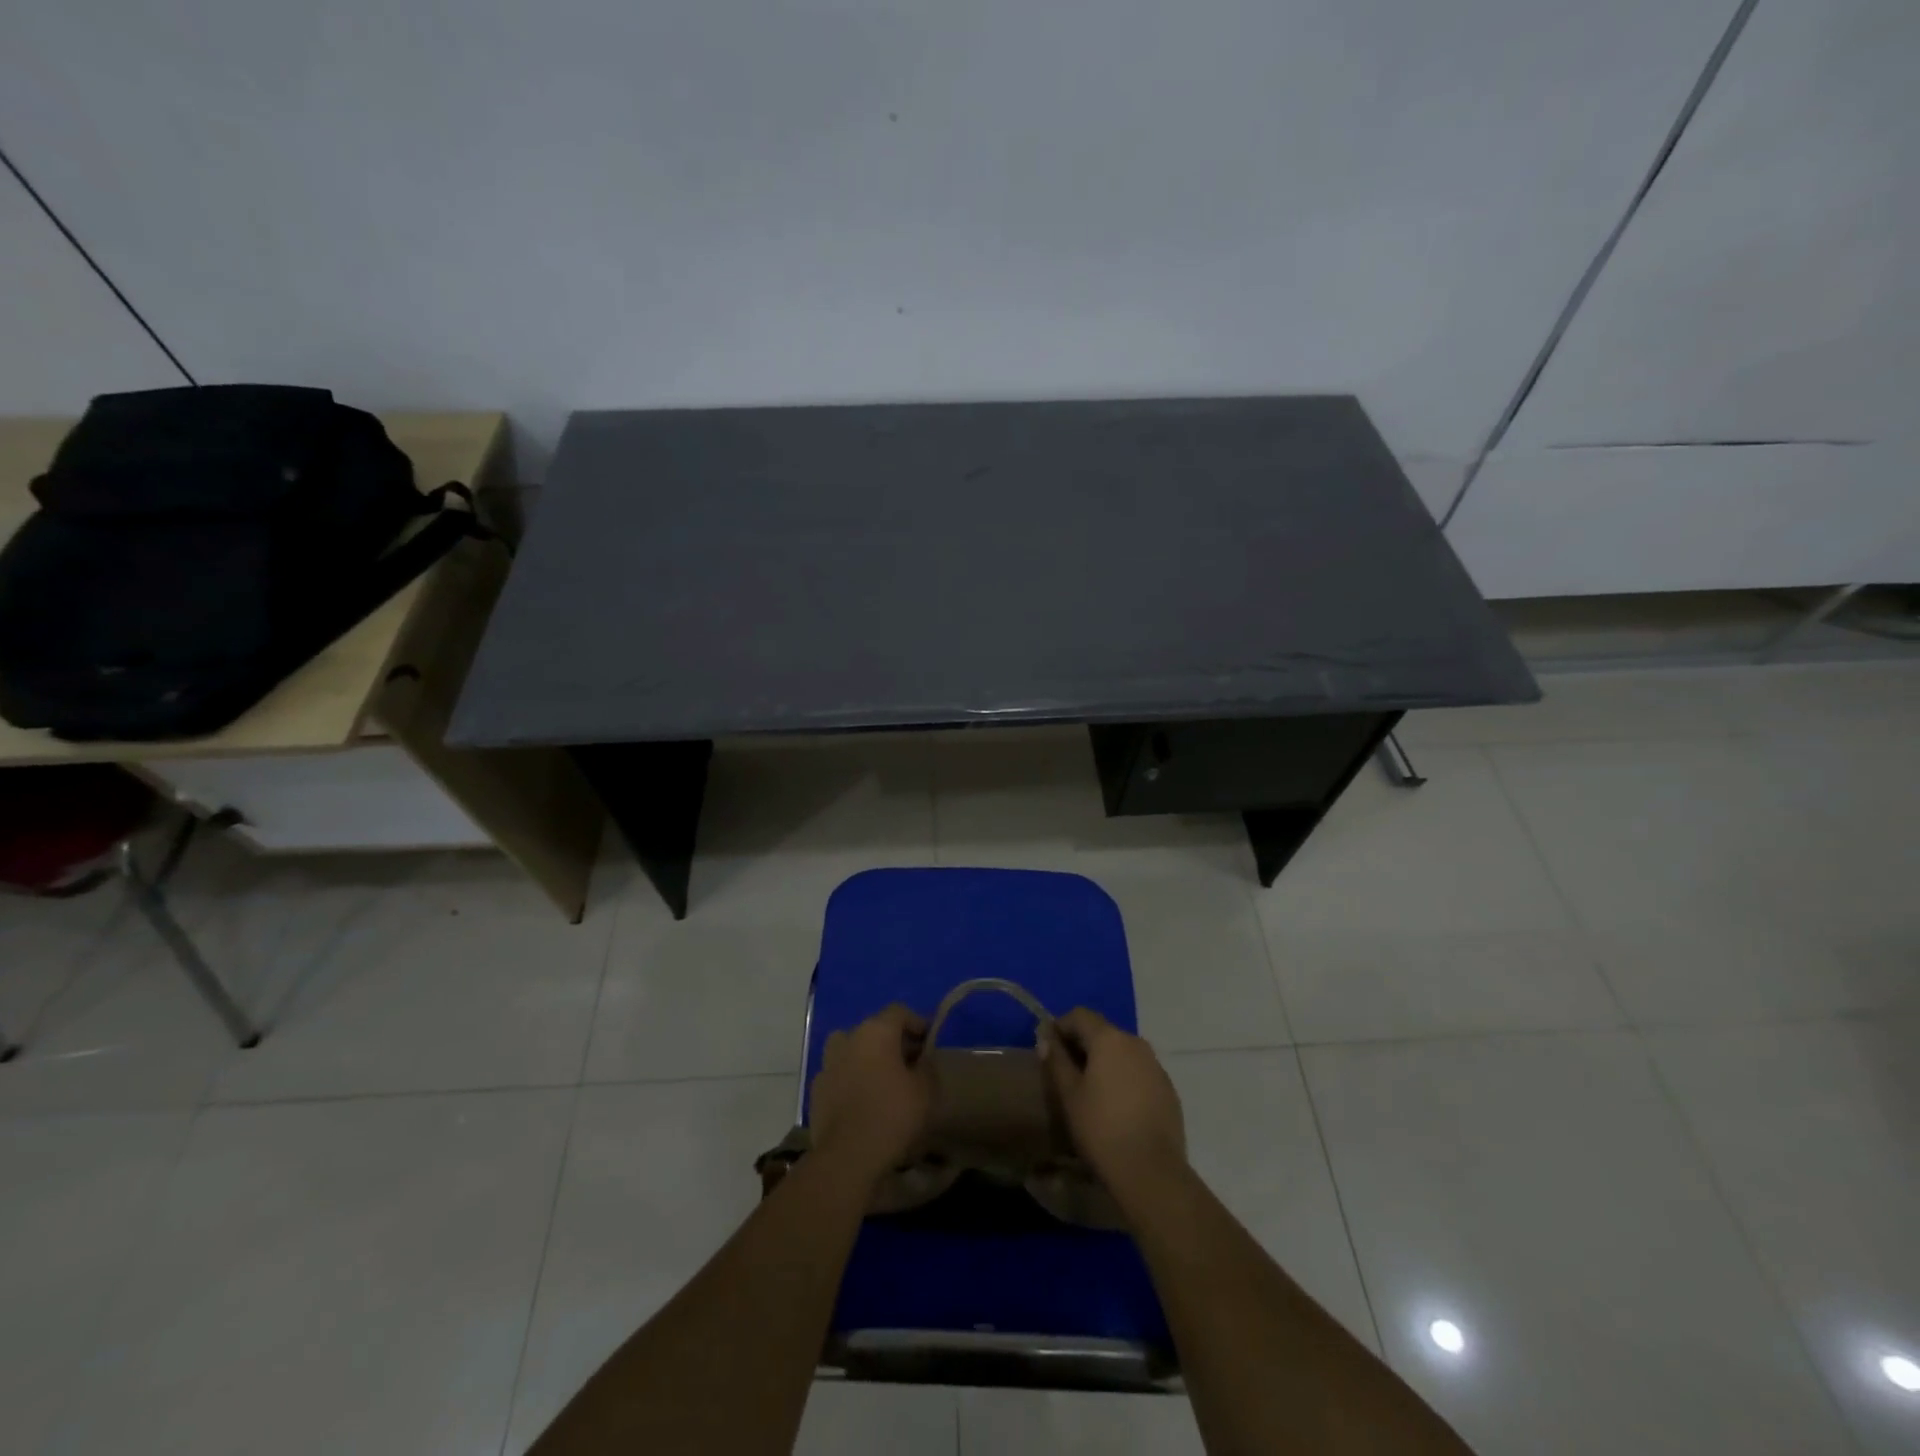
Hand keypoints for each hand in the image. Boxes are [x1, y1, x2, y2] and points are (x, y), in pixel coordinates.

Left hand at [809, 1004, 932, 1182]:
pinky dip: (851, 1079)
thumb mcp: (925, 1090)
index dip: (917, 1023)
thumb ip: (927, 1066)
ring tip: (883, 1080)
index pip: (899, 1012)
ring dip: (868, 1057)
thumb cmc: (892, 1115)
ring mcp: (828, 1062)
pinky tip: (863, 1101)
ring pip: (852, 1049)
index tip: (929, 1042)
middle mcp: (848, 1038)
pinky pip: (839, 1073)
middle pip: (874, 1029)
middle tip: (910, 1063)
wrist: (847, 1156)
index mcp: (876, 1031)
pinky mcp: (817, 1088)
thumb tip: (922, 1060)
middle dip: (893, 1042)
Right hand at [1041, 1007, 1186, 1196]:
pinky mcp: (1168, 1089)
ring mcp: (1156, 1066)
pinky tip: (1117, 1106)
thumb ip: (1057, 1061)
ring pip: (1123, 1052)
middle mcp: (1136, 1042)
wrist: (1151, 1172)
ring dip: (1104, 1061)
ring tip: (1091, 1090)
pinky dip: (1124, 1078)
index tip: (1048, 1047)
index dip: (1060, 1026)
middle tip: (1066, 1071)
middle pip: (1103, 1031)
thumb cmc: (1101, 1128)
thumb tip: (1047, 1039)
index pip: (1080, 1015)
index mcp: (1110, 1038)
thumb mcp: (1069, 1095)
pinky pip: (1139, 1072)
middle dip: (1082, 1044)